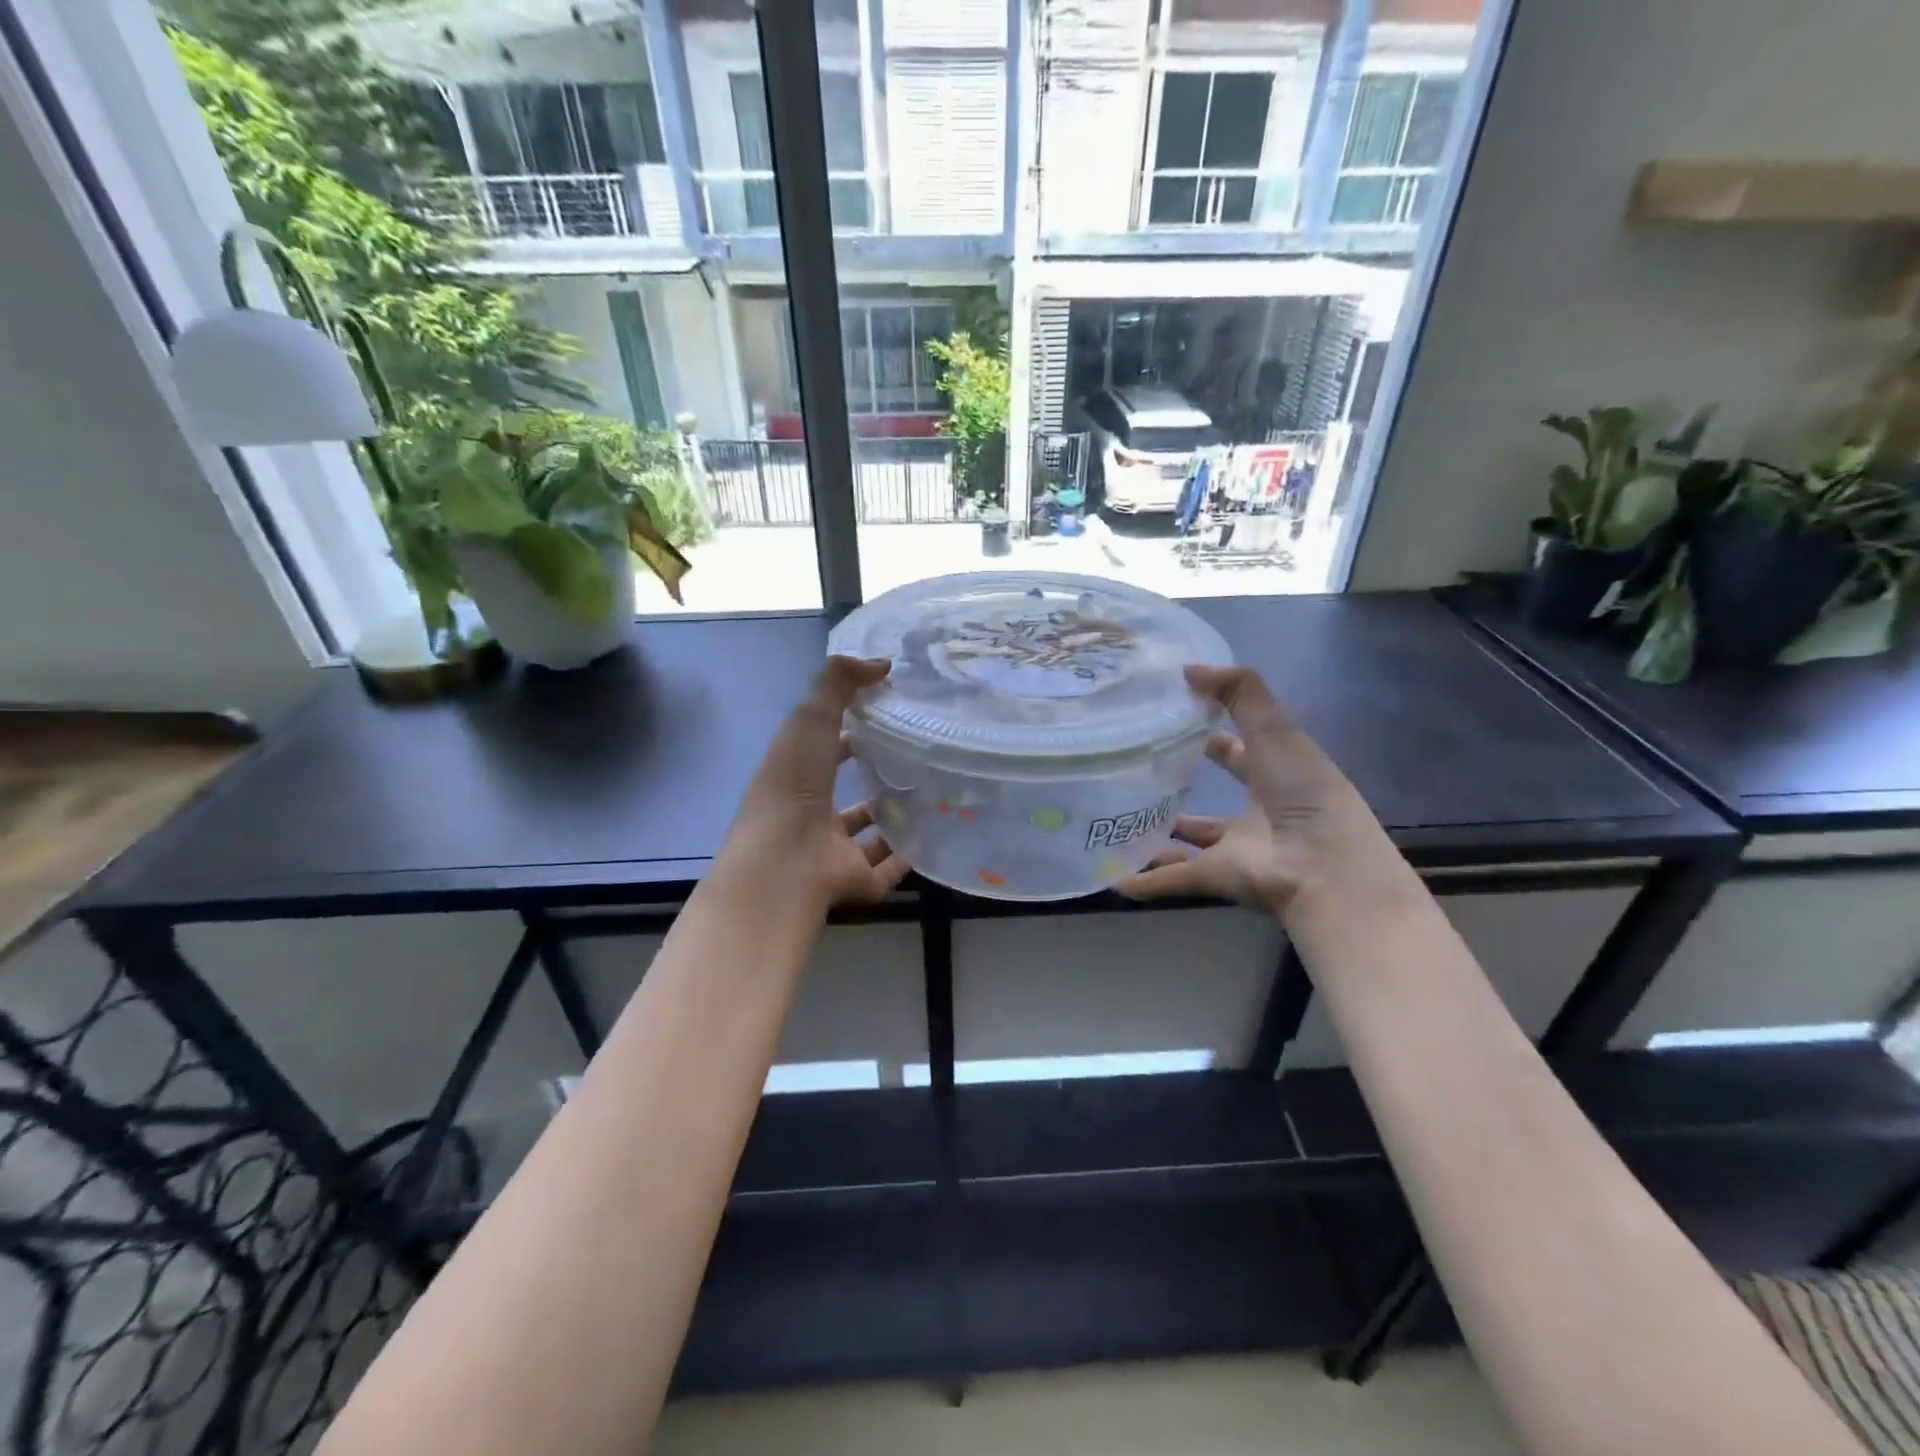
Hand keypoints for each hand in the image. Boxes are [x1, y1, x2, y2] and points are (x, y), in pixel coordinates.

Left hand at [718, 655, 911, 910]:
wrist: (787, 862)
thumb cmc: (794, 785)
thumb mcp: (811, 718)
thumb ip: (839, 682)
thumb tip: (882, 663)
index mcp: (793, 775)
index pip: (822, 748)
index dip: (847, 730)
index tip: (884, 715)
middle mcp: (809, 813)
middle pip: (842, 792)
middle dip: (870, 776)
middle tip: (913, 757)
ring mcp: (831, 850)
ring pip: (864, 833)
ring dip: (889, 817)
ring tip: (929, 796)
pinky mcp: (854, 881)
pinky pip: (885, 869)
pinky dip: (905, 857)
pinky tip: (931, 838)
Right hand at [1117, 665, 1404, 916]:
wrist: (1323, 867)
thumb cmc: (1304, 792)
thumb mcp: (1275, 729)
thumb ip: (1238, 691)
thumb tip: (1187, 669)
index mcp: (1274, 776)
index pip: (1236, 751)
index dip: (1207, 734)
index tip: (1165, 720)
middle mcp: (1254, 814)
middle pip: (1209, 801)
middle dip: (1177, 788)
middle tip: (1130, 771)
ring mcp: (1234, 849)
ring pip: (1186, 843)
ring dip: (1155, 838)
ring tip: (1112, 822)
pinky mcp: (1215, 878)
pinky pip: (1172, 881)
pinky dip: (1144, 881)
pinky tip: (1110, 878)